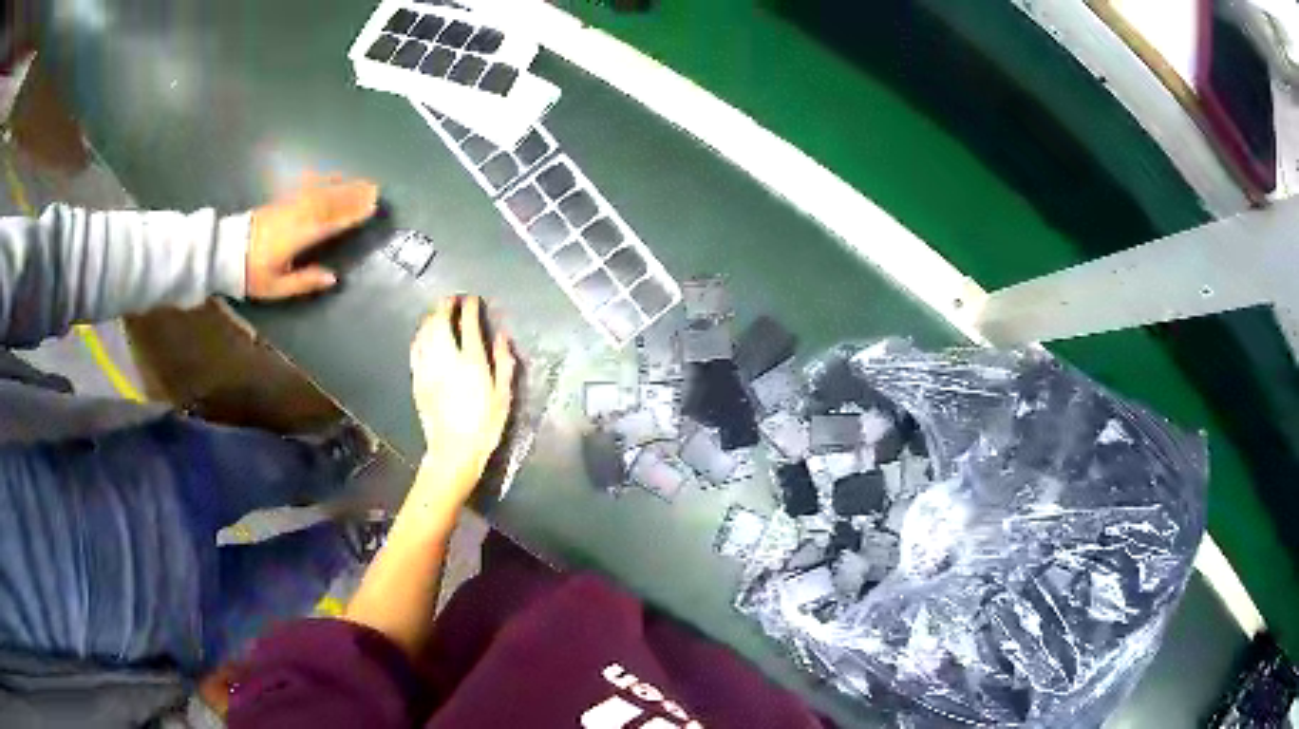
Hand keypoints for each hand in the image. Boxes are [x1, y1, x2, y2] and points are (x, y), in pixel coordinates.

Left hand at [247, 175, 379, 299]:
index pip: (329, 224)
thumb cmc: (251, 273)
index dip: (351, 216)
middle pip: (329, 204)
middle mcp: (296, 217)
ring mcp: (289, 205)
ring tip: (364, 183)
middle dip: (353, 197)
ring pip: (321, 193)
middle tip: (376, 190)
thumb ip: (304, 281)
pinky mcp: (283, 200)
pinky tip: (335, 176)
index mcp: (296, 238)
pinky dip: (324, 180)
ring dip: (344, 187)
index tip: (372, 209)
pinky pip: (308, 187)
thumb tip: (333, 277)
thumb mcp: (276, 286)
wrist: (225, 251)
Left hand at [410, 296, 516, 505]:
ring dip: (431, 317)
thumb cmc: (484, 426)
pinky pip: (415, 350)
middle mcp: (446, 359)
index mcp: (471, 362)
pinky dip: (420, 336)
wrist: (453, 451)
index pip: (468, 324)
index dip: (470, 307)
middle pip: (440, 322)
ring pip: (425, 332)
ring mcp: (428, 369)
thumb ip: (503, 363)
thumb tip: (502, 337)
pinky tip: (422, 335)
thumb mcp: (503, 396)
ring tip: (437, 311)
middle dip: (445, 305)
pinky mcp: (417, 380)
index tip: (473, 299)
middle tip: (451, 299)